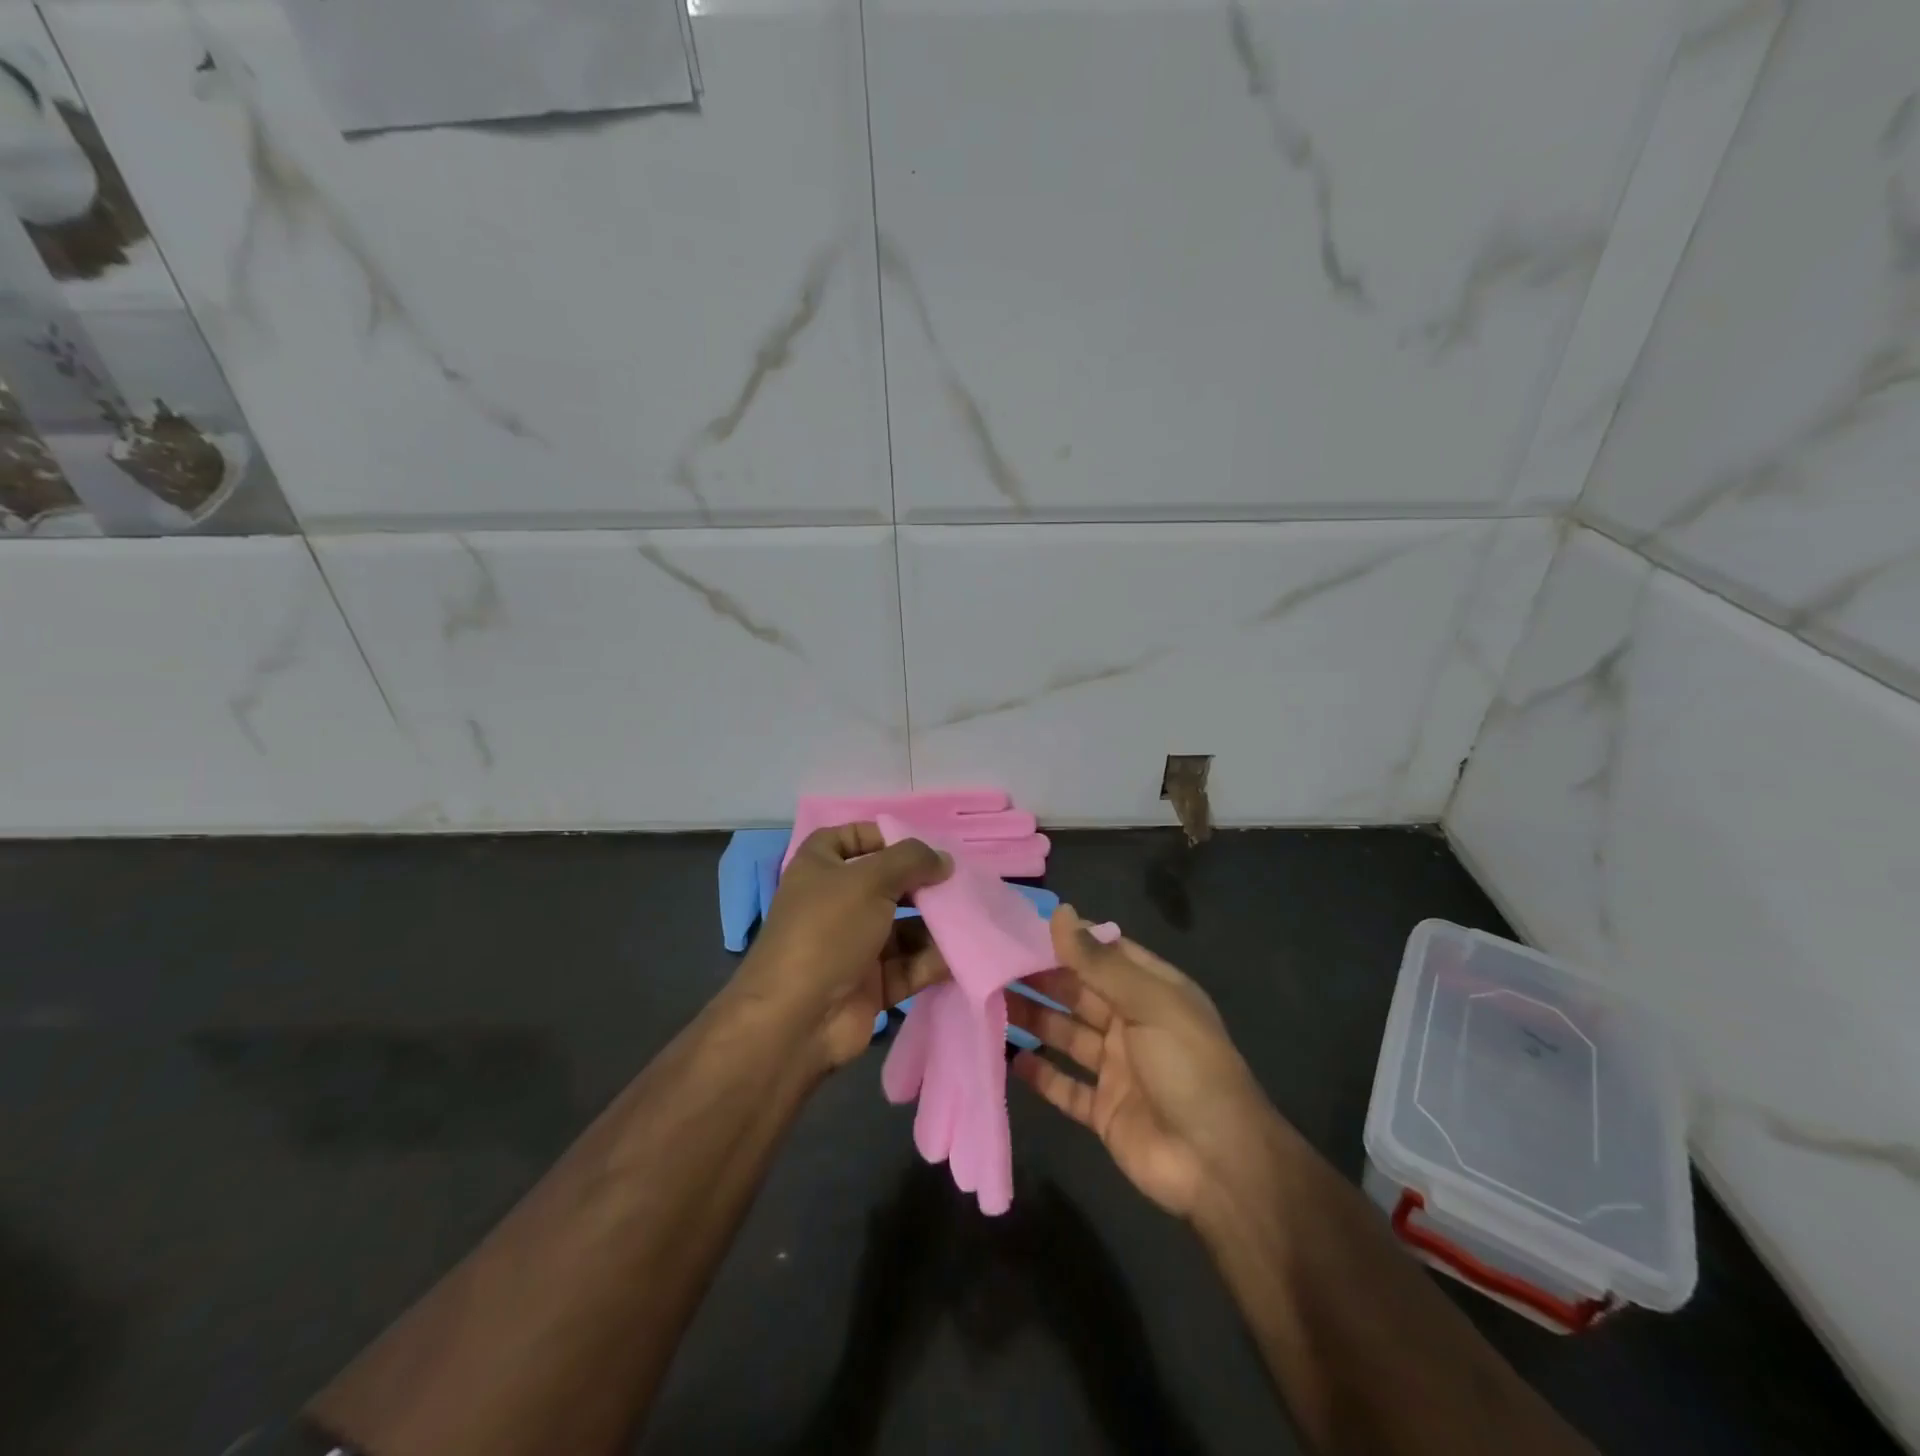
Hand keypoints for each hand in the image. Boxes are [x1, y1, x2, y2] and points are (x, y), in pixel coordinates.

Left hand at [736, 823, 953, 1070]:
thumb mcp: (868, 880)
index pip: (849, 839)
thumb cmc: (827, 931)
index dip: (881, 835)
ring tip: (972, 917)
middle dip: (921, 883)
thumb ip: (910, 860)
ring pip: (903, 927)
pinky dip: (934, 960)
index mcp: (819, 869)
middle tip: (960, 882)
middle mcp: (835, 904)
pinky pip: (910, 964)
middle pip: (886, 884)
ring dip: (935, 923)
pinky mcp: (872, 983)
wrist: (796, 1020)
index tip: (920, 842)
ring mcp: (854, 946)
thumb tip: (943, 859)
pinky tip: (965, 952)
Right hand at [1009, 906, 1277, 1219]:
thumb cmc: (1188, 1067)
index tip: (1022, 926)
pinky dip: (1039, 1073)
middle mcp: (1133, 1024)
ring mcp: (1117, 1069)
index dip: (1069, 940)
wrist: (1218, 1164)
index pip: (1106, 954)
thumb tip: (1060, 912)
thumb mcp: (1149, 1002)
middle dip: (1042, 978)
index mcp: (1152, 992)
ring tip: (990, 1000)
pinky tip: (1008, 1057)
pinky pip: (1064, 1086)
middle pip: (1080, 993)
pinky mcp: (1103, 1110)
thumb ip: (1099, 962)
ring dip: (1033, 1019)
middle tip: (993, 962)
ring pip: (1066, 1035)